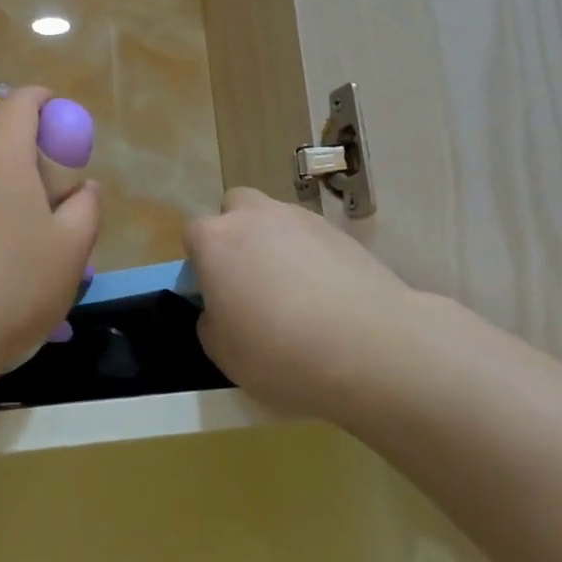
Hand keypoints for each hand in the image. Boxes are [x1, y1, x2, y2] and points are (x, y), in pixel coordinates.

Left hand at [0, 87, 100, 388]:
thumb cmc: (12, 289)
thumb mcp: (72, 251)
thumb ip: (86, 206)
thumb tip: (83, 187)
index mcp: (0, 152)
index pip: (22, 101)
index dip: (45, 102)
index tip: (60, 124)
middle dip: (18, 137)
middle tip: (39, 176)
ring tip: (2, 207)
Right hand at [184, 187, 418, 417]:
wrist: (367, 346)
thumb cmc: (279, 352)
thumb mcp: (224, 354)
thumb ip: (212, 322)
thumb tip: (220, 309)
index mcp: (216, 241)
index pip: (194, 234)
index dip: (201, 262)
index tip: (214, 293)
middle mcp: (255, 216)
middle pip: (236, 207)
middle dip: (237, 233)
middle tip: (249, 279)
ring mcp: (302, 219)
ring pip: (276, 219)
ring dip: (276, 243)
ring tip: (294, 292)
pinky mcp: (341, 232)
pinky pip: (312, 237)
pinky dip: (312, 256)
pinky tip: (326, 294)